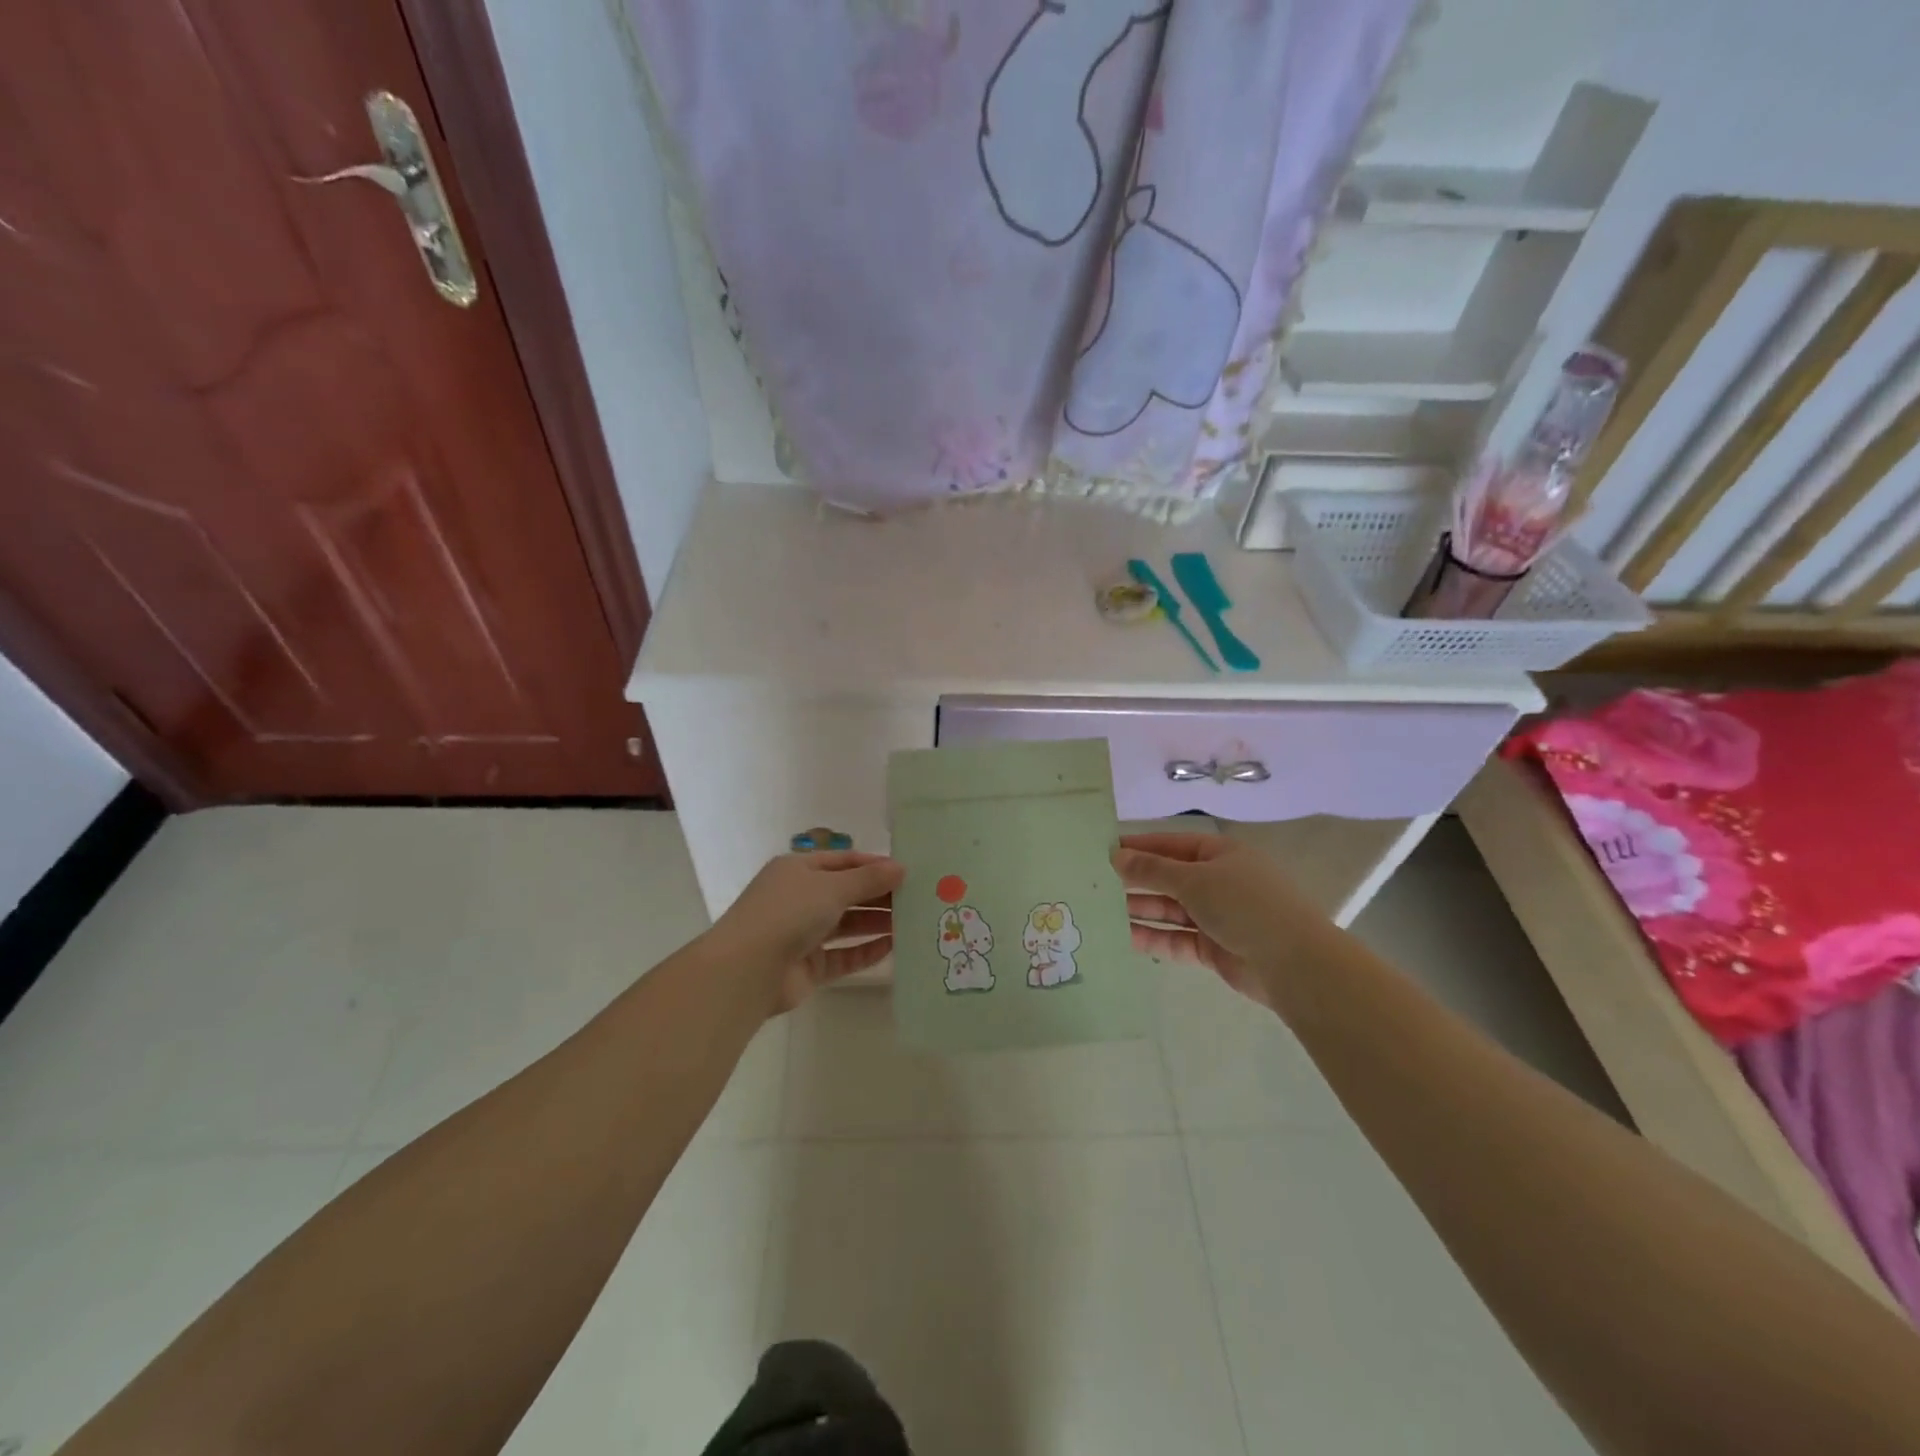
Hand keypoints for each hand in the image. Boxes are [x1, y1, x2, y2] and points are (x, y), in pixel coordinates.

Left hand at [709, 851, 903, 1014]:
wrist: (747, 970)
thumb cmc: (789, 913)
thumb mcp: (832, 887)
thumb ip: (868, 879)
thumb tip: (901, 868)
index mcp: (798, 870)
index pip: (842, 861)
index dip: (874, 865)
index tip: (907, 871)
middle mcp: (799, 898)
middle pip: (846, 893)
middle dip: (879, 894)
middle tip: (917, 898)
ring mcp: (803, 934)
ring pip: (847, 924)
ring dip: (876, 922)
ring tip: (912, 921)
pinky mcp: (808, 966)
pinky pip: (843, 955)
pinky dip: (866, 951)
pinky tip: (893, 947)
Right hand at [1112, 832, 1330, 1006]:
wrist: (1292, 963)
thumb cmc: (1243, 905)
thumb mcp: (1193, 879)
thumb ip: (1152, 870)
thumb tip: (1116, 856)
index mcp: (1220, 854)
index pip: (1172, 844)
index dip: (1139, 846)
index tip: (1104, 850)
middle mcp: (1218, 882)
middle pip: (1169, 877)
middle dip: (1135, 880)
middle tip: (1095, 882)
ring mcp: (1216, 916)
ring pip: (1170, 910)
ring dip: (1139, 910)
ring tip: (1100, 911)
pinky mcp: (1212, 948)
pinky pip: (1175, 939)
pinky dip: (1152, 938)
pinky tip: (1123, 938)